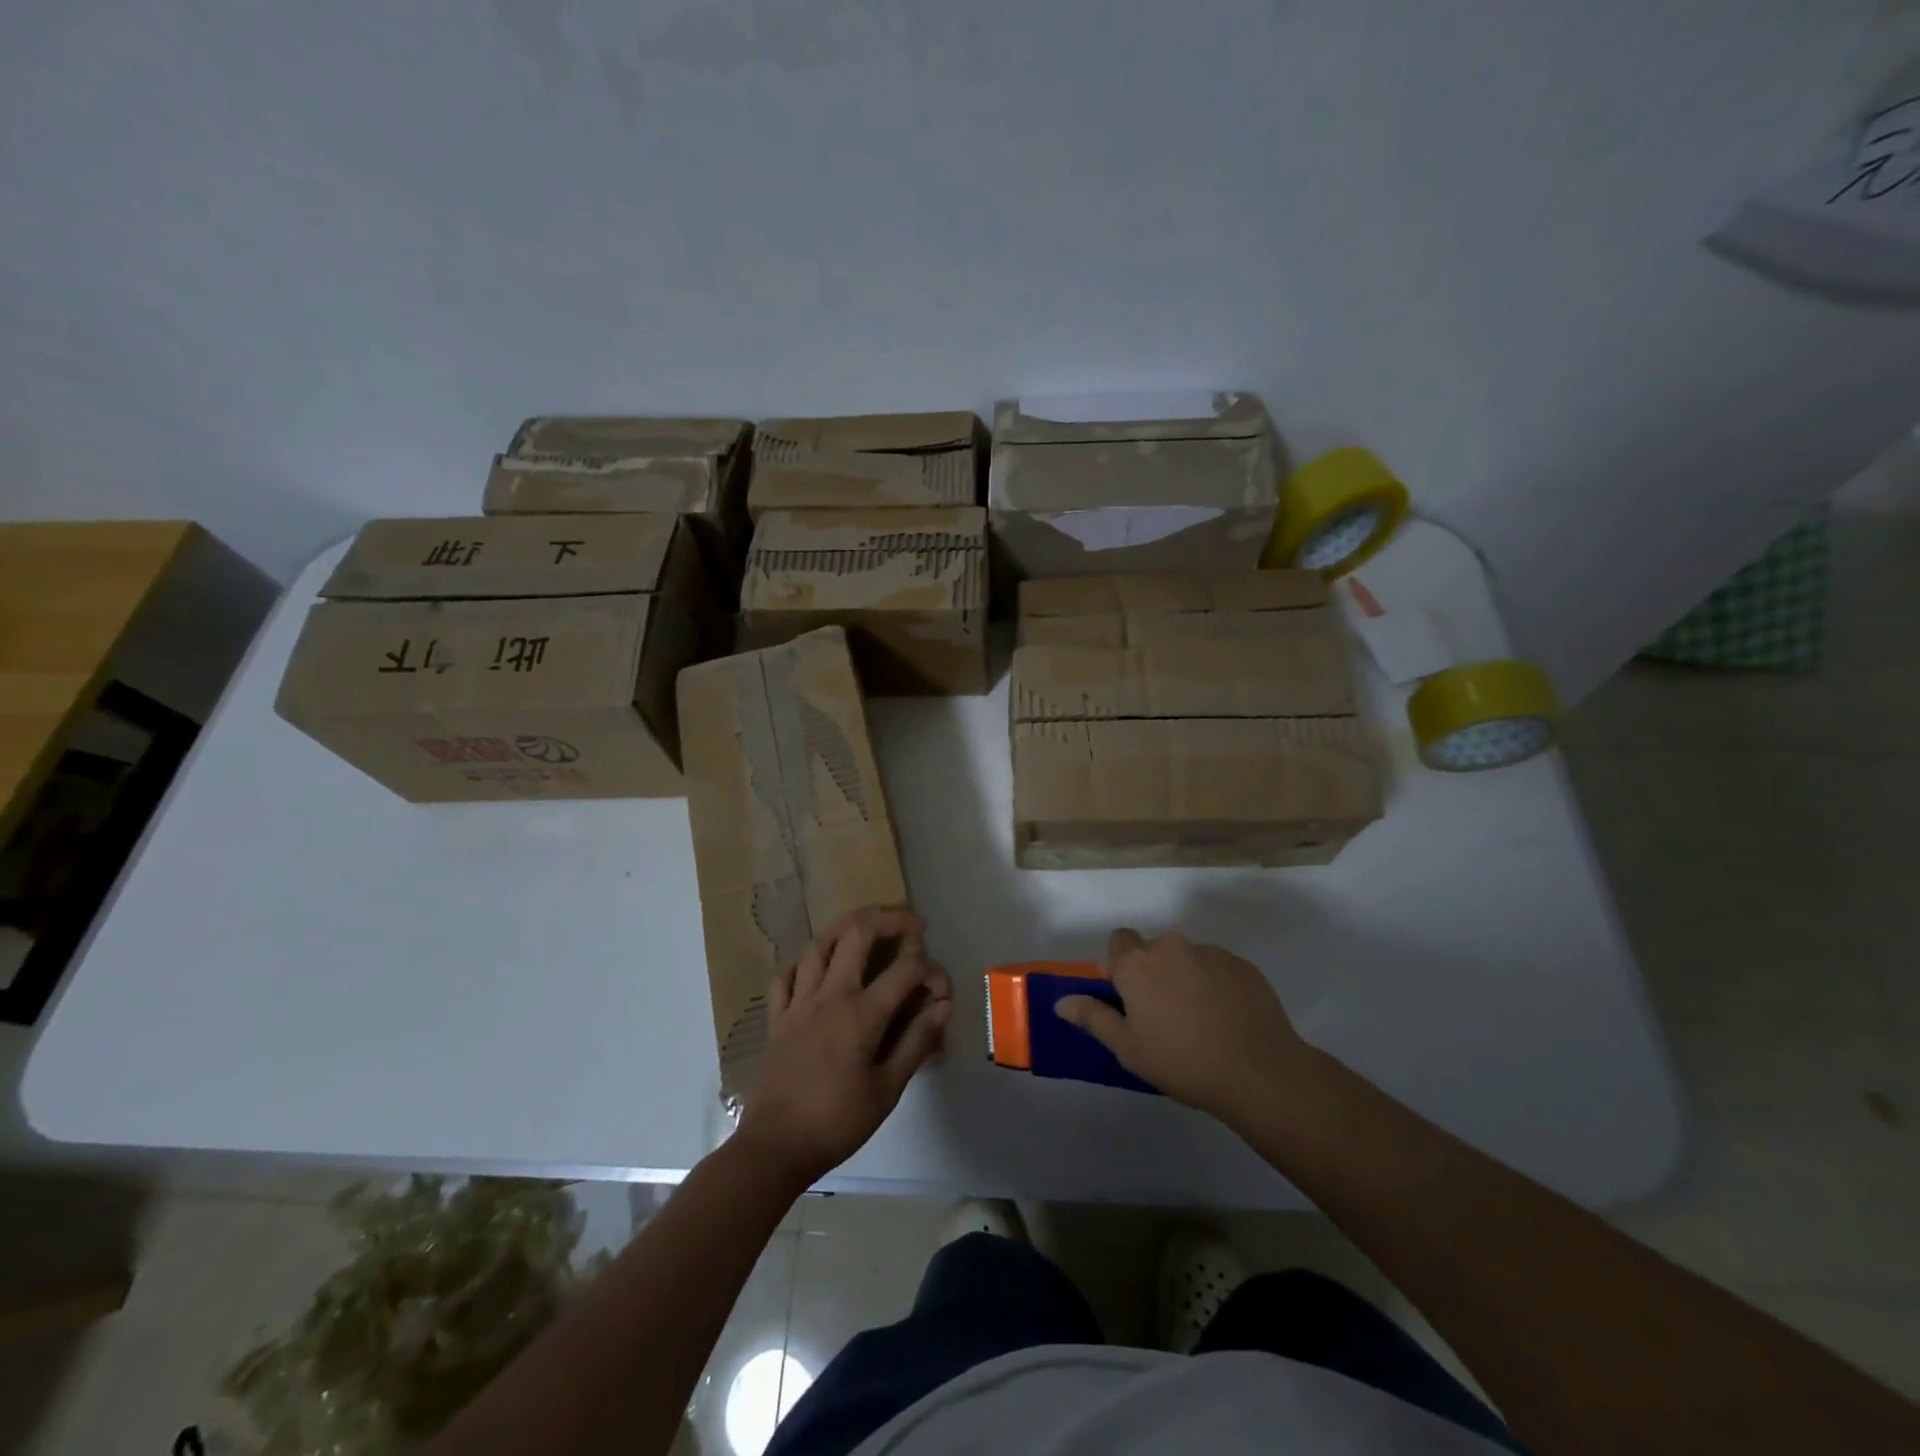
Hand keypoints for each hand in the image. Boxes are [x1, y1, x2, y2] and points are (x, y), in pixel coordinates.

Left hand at [735, 906, 953, 1187]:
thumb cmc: (837, 1123)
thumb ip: (916, 1043)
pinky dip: (804, 959)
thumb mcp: (887, 1090)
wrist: (775, 1148)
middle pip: (856, 934)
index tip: (941, 987)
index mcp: (861, 1015)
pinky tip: (816, 960)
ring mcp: (798, 1002)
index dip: (931, 970)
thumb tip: (943, 1006)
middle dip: (888, 919)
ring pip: (818, 944)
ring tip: (866, 924)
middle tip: (909, 923)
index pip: (905, 971)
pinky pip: (786, 973)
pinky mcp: (776, 1016)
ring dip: (845, 926)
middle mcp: (829, 996)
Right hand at [1055, 928, 1314, 1123]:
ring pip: (1187, 958)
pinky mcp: (1243, 965)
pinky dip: (1217, 985)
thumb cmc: (1182, 1062)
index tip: (1128, 998)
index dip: (1120, 966)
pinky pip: (1218, 968)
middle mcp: (1171, 946)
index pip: (1117, 941)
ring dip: (1186, 978)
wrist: (1259, 1071)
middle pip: (1153, 950)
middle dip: (1154, 973)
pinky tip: (1227, 1019)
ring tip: (1201, 1021)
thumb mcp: (1128, 1049)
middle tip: (1163, 1015)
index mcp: (1138, 964)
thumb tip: (1061, 1001)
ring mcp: (1211, 952)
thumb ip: (1093, 1018)